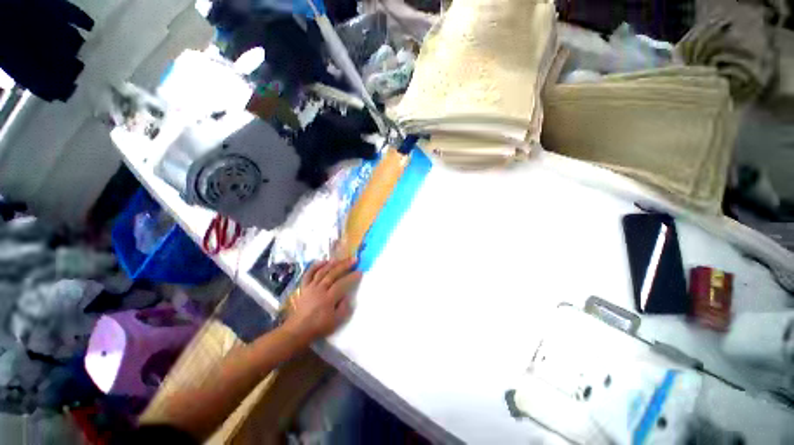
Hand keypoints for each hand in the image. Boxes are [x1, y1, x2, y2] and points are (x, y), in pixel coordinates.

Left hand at [283, 258, 361, 342]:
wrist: (298, 330)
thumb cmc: (319, 326)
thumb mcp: (336, 321)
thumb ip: (344, 308)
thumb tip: (346, 296)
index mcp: (328, 298)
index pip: (342, 284)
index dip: (352, 277)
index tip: (360, 272)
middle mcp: (319, 289)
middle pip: (333, 274)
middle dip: (345, 265)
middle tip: (354, 260)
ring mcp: (311, 287)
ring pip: (322, 271)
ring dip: (332, 264)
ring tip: (341, 258)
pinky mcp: (304, 287)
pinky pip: (309, 274)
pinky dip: (315, 266)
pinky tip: (323, 261)